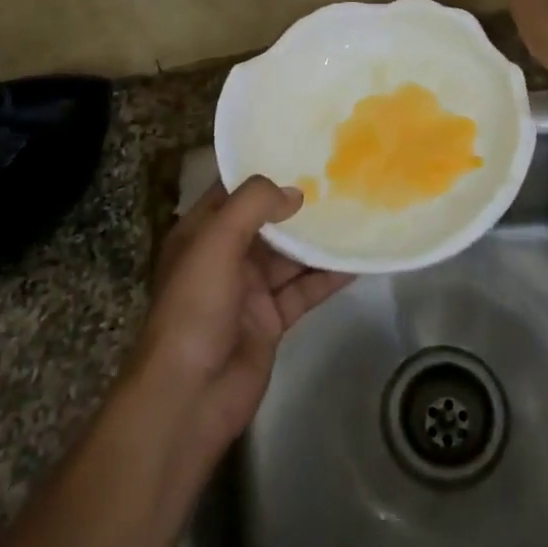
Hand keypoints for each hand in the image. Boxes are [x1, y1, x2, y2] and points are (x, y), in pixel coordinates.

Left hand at [131, 176, 351, 454]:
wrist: (190, 396)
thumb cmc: (195, 308)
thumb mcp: (215, 242)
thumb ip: (253, 205)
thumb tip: (295, 192)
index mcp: (201, 234)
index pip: (232, 191)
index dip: (262, 170)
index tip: (300, 149)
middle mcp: (224, 257)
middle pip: (267, 222)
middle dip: (298, 204)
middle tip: (340, 178)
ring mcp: (249, 290)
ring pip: (290, 256)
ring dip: (318, 239)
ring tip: (356, 213)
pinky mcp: (271, 320)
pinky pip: (304, 290)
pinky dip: (328, 277)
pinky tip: (358, 261)